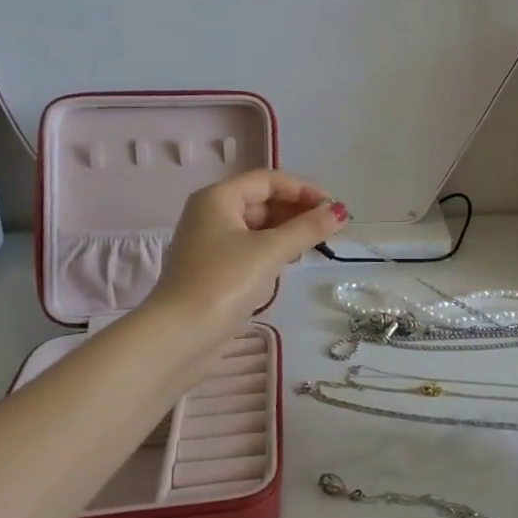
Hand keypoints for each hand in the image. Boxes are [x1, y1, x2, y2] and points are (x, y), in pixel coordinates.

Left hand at [149, 170, 346, 332]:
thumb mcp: (271, 251)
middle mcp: (211, 214)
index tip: (333, 206)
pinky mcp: (214, 269)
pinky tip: (291, 262)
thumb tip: (340, 212)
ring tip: (316, 244)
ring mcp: (210, 243)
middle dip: (297, 211)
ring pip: (257, 226)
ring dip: (287, 231)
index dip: (303, 189)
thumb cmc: (223, 282)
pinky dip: (273, 249)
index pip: (268, 180)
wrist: (177, 337)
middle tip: (330, 227)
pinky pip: (250, 247)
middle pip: (262, 201)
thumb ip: (308, 229)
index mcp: (218, 198)